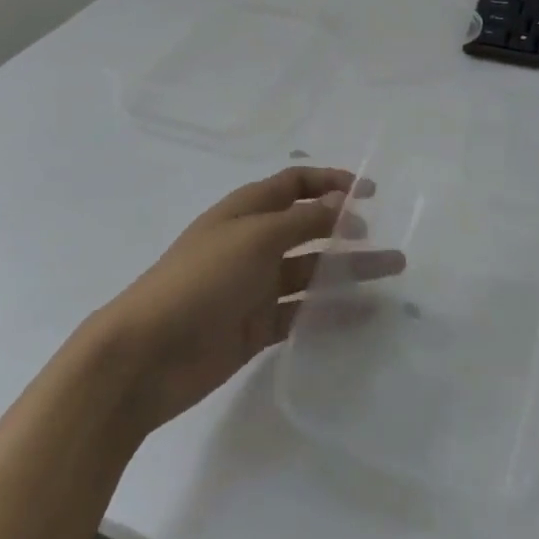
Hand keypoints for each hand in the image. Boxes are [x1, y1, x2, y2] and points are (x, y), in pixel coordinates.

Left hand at [96, 167, 405, 432]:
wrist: (146, 356)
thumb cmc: (200, 280)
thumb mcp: (254, 238)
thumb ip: (301, 221)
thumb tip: (339, 202)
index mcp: (246, 210)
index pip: (294, 185)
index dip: (330, 182)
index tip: (369, 191)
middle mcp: (253, 243)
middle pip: (309, 228)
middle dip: (347, 227)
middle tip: (386, 237)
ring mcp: (255, 287)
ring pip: (312, 272)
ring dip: (349, 269)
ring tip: (392, 271)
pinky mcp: (257, 327)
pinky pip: (303, 313)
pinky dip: (332, 311)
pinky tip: (365, 313)